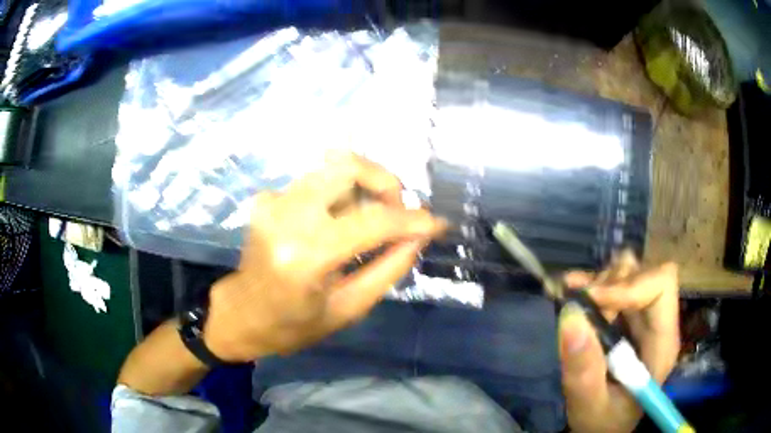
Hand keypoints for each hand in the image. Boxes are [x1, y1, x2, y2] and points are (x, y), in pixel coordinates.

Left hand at [203, 152, 446, 361]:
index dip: (412, 219)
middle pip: (349, 166)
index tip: (436, 223)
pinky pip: (316, 182)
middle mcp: (286, 215)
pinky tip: (338, 223)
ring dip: (363, 187)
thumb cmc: (293, 325)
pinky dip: (339, 195)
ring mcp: (273, 200)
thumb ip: (389, 269)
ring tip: (372, 219)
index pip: (372, 220)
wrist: (241, 314)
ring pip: (333, 167)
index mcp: (305, 255)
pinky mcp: (267, 196)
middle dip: (385, 182)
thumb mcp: (349, 308)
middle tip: (398, 211)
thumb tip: (419, 236)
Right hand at [559, 252, 679, 432]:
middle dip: (611, 283)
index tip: (593, 300)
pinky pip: (616, 283)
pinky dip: (593, 282)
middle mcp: (658, 322)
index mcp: (662, 343)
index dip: (630, 284)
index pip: (661, 286)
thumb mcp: (589, 405)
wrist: (604, 427)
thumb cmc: (603, 422)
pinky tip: (573, 289)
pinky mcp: (628, 318)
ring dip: (601, 281)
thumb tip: (571, 316)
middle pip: (645, 274)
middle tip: (581, 305)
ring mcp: (643, 318)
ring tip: (576, 299)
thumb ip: (584, 370)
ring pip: (631, 272)